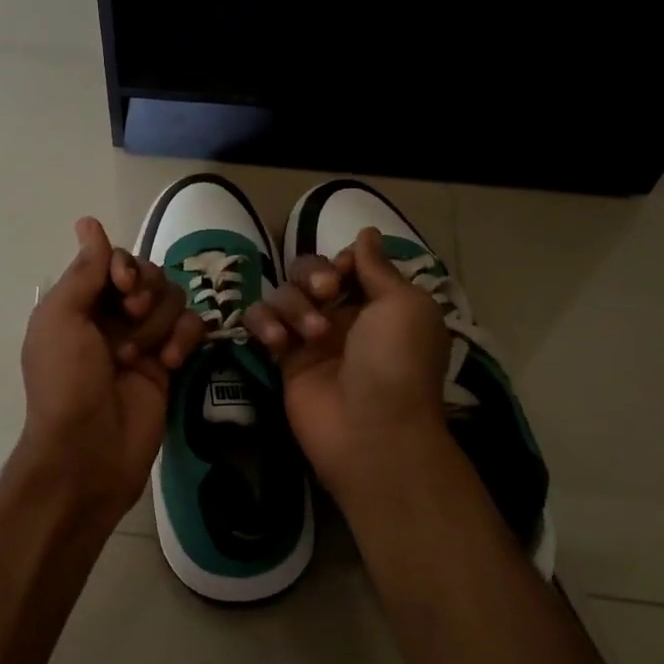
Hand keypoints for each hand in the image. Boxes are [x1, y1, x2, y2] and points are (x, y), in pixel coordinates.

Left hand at [16, 217, 206, 518]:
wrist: (88, 450)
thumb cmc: (66, 381)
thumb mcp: (61, 319)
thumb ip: (84, 271)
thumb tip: (89, 222)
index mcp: (80, 304)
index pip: (115, 261)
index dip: (126, 266)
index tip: (123, 285)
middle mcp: (112, 317)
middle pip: (149, 276)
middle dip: (145, 292)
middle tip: (131, 317)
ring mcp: (143, 340)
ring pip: (173, 300)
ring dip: (159, 323)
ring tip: (140, 356)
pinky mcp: (170, 364)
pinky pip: (191, 329)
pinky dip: (185, 339)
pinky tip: (171, 363)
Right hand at [243, 227, 450, 494]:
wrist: (372, 430)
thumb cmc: (396, 362)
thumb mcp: (403, 304)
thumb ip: (378, 267)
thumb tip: (366, 232)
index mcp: (379, 303)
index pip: (347, 263)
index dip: (341, 262)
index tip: (344, 272)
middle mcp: (344, 316)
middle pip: (309, 272)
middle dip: (313, 275)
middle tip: (326, 294)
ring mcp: (310, 338)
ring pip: (283, 295)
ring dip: (294, 306)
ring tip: (312, 336)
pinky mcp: (283, 359)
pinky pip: (260, 323)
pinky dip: (264, 324)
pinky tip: (278, 342)